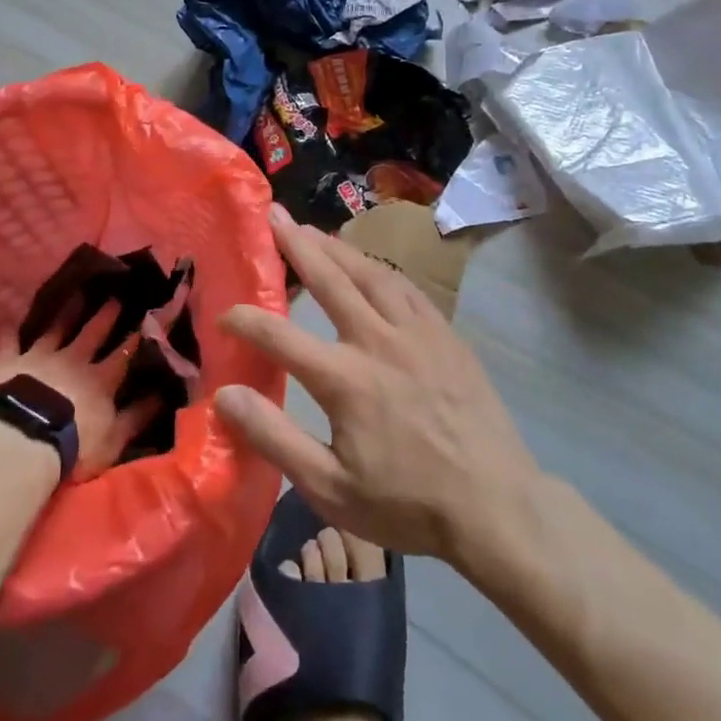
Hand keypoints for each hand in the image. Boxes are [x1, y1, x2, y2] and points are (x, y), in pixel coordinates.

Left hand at [0, 300, 156, 478]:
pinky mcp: (10, 362)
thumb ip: (138, 416)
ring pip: (56, 328)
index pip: (123, 354)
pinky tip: (10, 321)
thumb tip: (164, 395)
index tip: (147, 317)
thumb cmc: (74, 445)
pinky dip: (11, 331)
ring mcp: (40, 357)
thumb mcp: (114, 438)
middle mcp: (73, 359)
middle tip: (114, 296)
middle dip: (105, 315)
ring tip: (76, 294)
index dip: (135, 338)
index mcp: (100, 379)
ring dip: (67, 312)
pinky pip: (10, 342)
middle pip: (92, 333)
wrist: (24, 439)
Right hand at [215, 206, 540, 563]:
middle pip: (329, 278)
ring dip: (336, 248)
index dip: (246, 320)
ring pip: (369, 273)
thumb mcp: (330, 488)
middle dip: (295, 244)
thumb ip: (274, 437)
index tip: (224, 313)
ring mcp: (416, 331)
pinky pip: (405, 286)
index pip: (279, 336)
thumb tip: (225, 395)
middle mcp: (378, 340)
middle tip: (273, 215)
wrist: (496, 505)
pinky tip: (367, 265)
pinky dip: (377, 268)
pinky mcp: (444, 334)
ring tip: (311, 230)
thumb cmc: (407, 504)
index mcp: (345, 379)